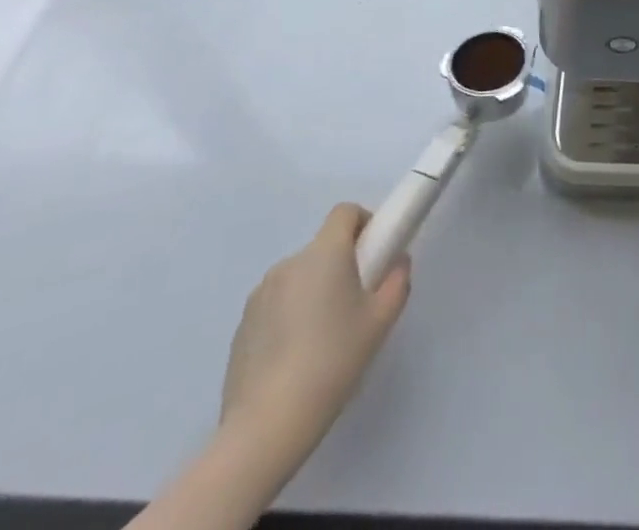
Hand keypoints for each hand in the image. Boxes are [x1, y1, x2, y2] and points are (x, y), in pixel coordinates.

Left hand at [218, 203, 409, 475]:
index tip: (374, 255)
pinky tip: (296, 358)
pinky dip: (290, 317)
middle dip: (342, 264)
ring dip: (314, 290)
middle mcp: (289, 263)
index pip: (345, 212)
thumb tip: (397, 262)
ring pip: (299, 277)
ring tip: (325, 337)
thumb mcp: (381, 321)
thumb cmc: (333, 361)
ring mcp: (260, 295)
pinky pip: (276, 305)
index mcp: (324, 253)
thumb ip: (397, 281)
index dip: (364, 223)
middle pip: (322, 247)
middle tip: (356, 304)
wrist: (266, 426)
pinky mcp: (241, 327)